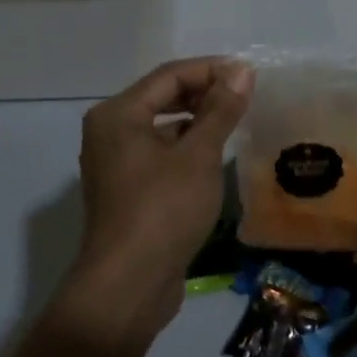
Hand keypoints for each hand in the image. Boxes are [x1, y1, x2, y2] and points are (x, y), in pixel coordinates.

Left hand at [58, 56, 254, 349]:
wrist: (127, 288)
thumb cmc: (163, 210)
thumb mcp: (199, 155)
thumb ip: (221, 109)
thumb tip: (242, 71)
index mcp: (118, 114)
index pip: (169, 75)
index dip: (211, 69)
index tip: (248, 73)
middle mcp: (109, 131)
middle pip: (162, 97)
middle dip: (204, 93)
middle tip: (243, 95)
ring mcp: (114, 162)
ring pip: (161, 126)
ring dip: (196, 121)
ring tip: (234, 122)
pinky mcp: (125, 190)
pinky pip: (158, 152)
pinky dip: (185, 147)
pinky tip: (213, 157)